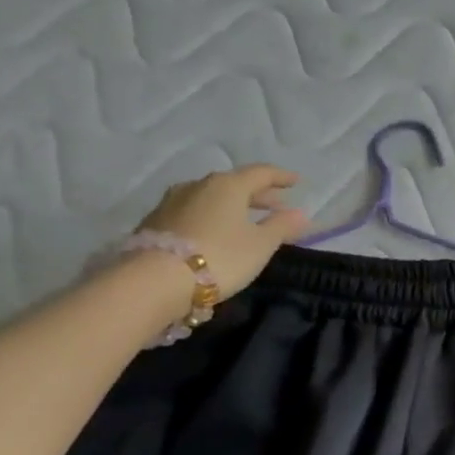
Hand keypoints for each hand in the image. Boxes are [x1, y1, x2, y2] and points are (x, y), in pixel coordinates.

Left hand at [136, 165, 311, 298]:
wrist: (154, 280)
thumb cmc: (220, 257)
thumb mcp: (260, 245)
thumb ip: (281, 227)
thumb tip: (300, 213)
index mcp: (228, 185)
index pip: (261, 173)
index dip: (281, 177)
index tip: (296, 182)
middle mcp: (199, 185)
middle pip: (234, 184)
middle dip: (258, 194)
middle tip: (276, 204)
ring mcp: (173, 201)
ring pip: (211, 197)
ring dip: (232, 206)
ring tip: (245, 220)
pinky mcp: (156, 221)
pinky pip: (193, 211)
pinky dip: (211, 217)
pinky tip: (215, 232)